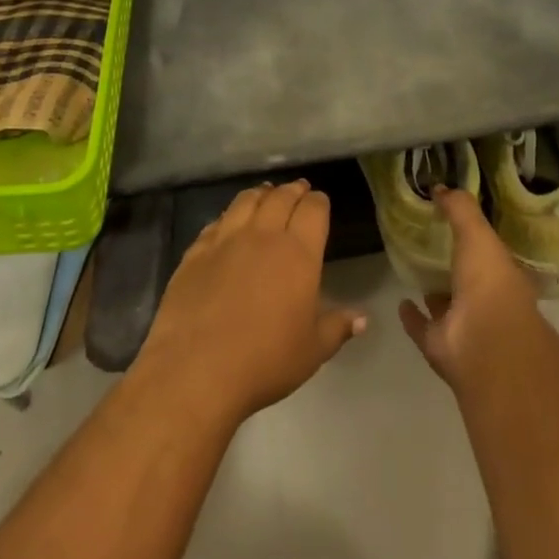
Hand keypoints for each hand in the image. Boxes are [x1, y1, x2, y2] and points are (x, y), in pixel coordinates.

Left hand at [135, 180, 365, 427]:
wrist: (196, 369)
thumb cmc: (265, 361)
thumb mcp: (312, 351)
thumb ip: (337, 327)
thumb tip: (362, 318)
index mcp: (298, 253)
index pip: (313, 210)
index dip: (319, 202)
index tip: (321, 202)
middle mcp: (263, 235)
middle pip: (281, 197)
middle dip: (293, 190)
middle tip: (299, 189)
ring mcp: (226, 239)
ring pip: (247, 200)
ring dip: (262, 193)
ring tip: (267, 193)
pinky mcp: (197, 250)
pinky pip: (217, 221)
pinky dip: (229, 215)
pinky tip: (229, 221)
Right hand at [397, 187, 541, 391]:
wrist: (485, 344)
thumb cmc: (489, 283)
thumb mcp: (478, 234)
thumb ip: (460, 209)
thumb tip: (440, 187)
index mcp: (502, 275)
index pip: (488, 253)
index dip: (474, 238)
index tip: (453, 223)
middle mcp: (486, 301)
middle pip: (467, 280)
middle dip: (453, 266)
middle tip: (430, 244)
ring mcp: (463, 326)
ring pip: (447, 305)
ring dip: (435, 292)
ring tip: (416, 271)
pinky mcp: (440, 345)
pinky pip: (423, 327)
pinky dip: (412, 317)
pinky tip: (401, 303)